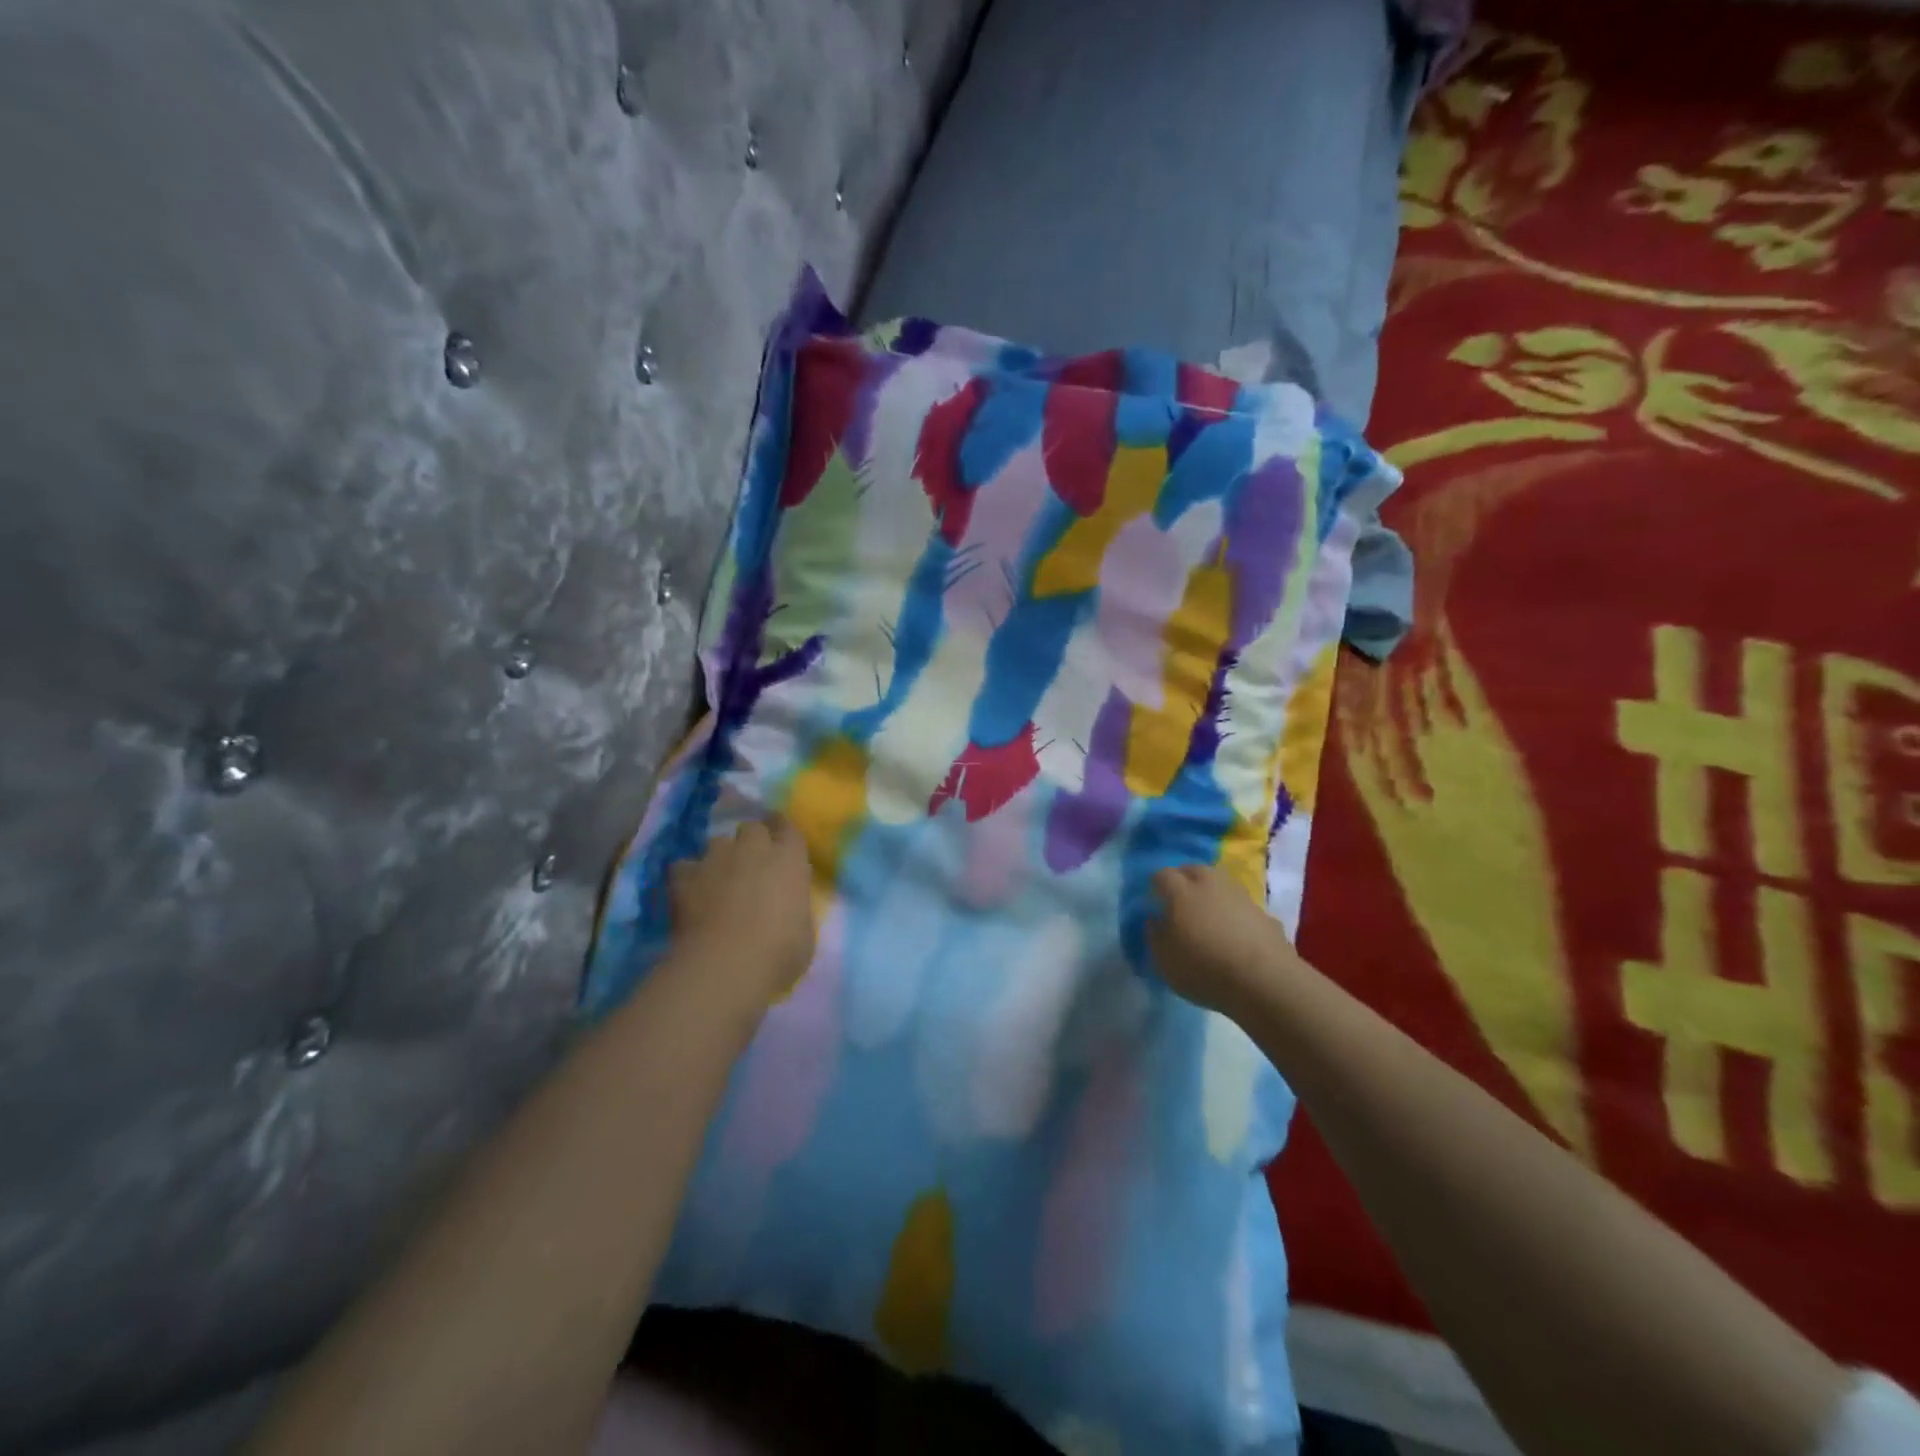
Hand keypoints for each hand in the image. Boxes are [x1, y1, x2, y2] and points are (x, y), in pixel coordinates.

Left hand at [668, 816, 817, 1008]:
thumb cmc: (779, 952)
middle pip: (752, 829)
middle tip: (752, 865)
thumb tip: (786, 906)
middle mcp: (754, 849)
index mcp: (789, 859)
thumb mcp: (804, 930)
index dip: (782, 832)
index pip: (788, 828)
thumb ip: (795, 907)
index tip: (780, 841)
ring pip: (718, 843)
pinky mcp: (684, 877)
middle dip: (752, 842)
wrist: (727, 965)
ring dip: (721, 857)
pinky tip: (689, 893)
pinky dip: (688, 877)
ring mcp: (716, 859)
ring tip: (719, 879)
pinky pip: (684, 867)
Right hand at [1148, 863, 1300, 1016]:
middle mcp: (1210, 884)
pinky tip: (1234, 932)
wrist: (1265, 981)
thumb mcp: (1163, 959)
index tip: (1153, 898)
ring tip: (1208, 915)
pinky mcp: (1265, 914)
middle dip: (1183, 879)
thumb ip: (1154, 935)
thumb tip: (1155, 919)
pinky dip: (1234, 913)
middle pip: (1193, 870)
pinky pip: (1241, 906)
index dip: (1156, 885)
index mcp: (1181, 891)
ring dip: (1211, 893)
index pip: (1162, 875)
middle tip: (1179, 899)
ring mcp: (1241, 896)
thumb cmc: (1203, 968)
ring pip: (1221, 884)